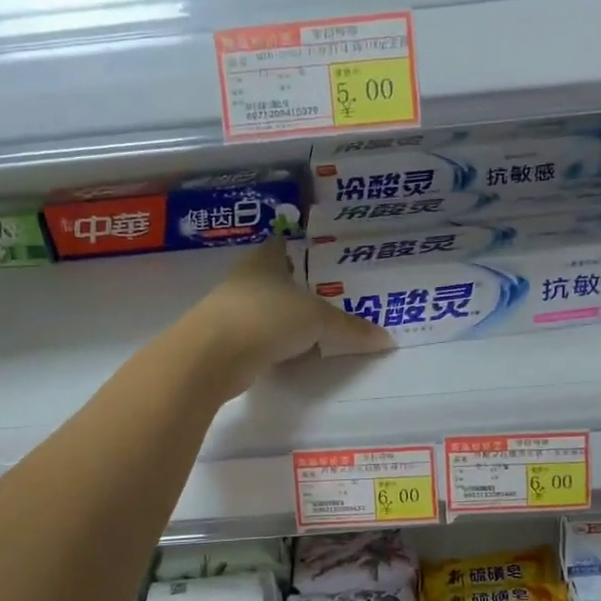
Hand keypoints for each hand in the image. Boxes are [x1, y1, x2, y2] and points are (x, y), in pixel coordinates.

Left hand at [188, 238, 392, 391]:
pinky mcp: (227, 341)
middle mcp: (245, 281)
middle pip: (274, 278)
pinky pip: (259, 337)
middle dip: (297, 285)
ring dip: (284, 316)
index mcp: (265, 261)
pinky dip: (274, 343)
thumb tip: (387, 339)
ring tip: (315, 325)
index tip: (320, 253)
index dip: (299, 246)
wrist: (213, 356)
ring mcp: (232, 311)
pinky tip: (291, 352)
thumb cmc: (267, 317)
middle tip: (329, 294)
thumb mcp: (318, 320)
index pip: (282, 244)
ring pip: (265, 308)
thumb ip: (351, 328)